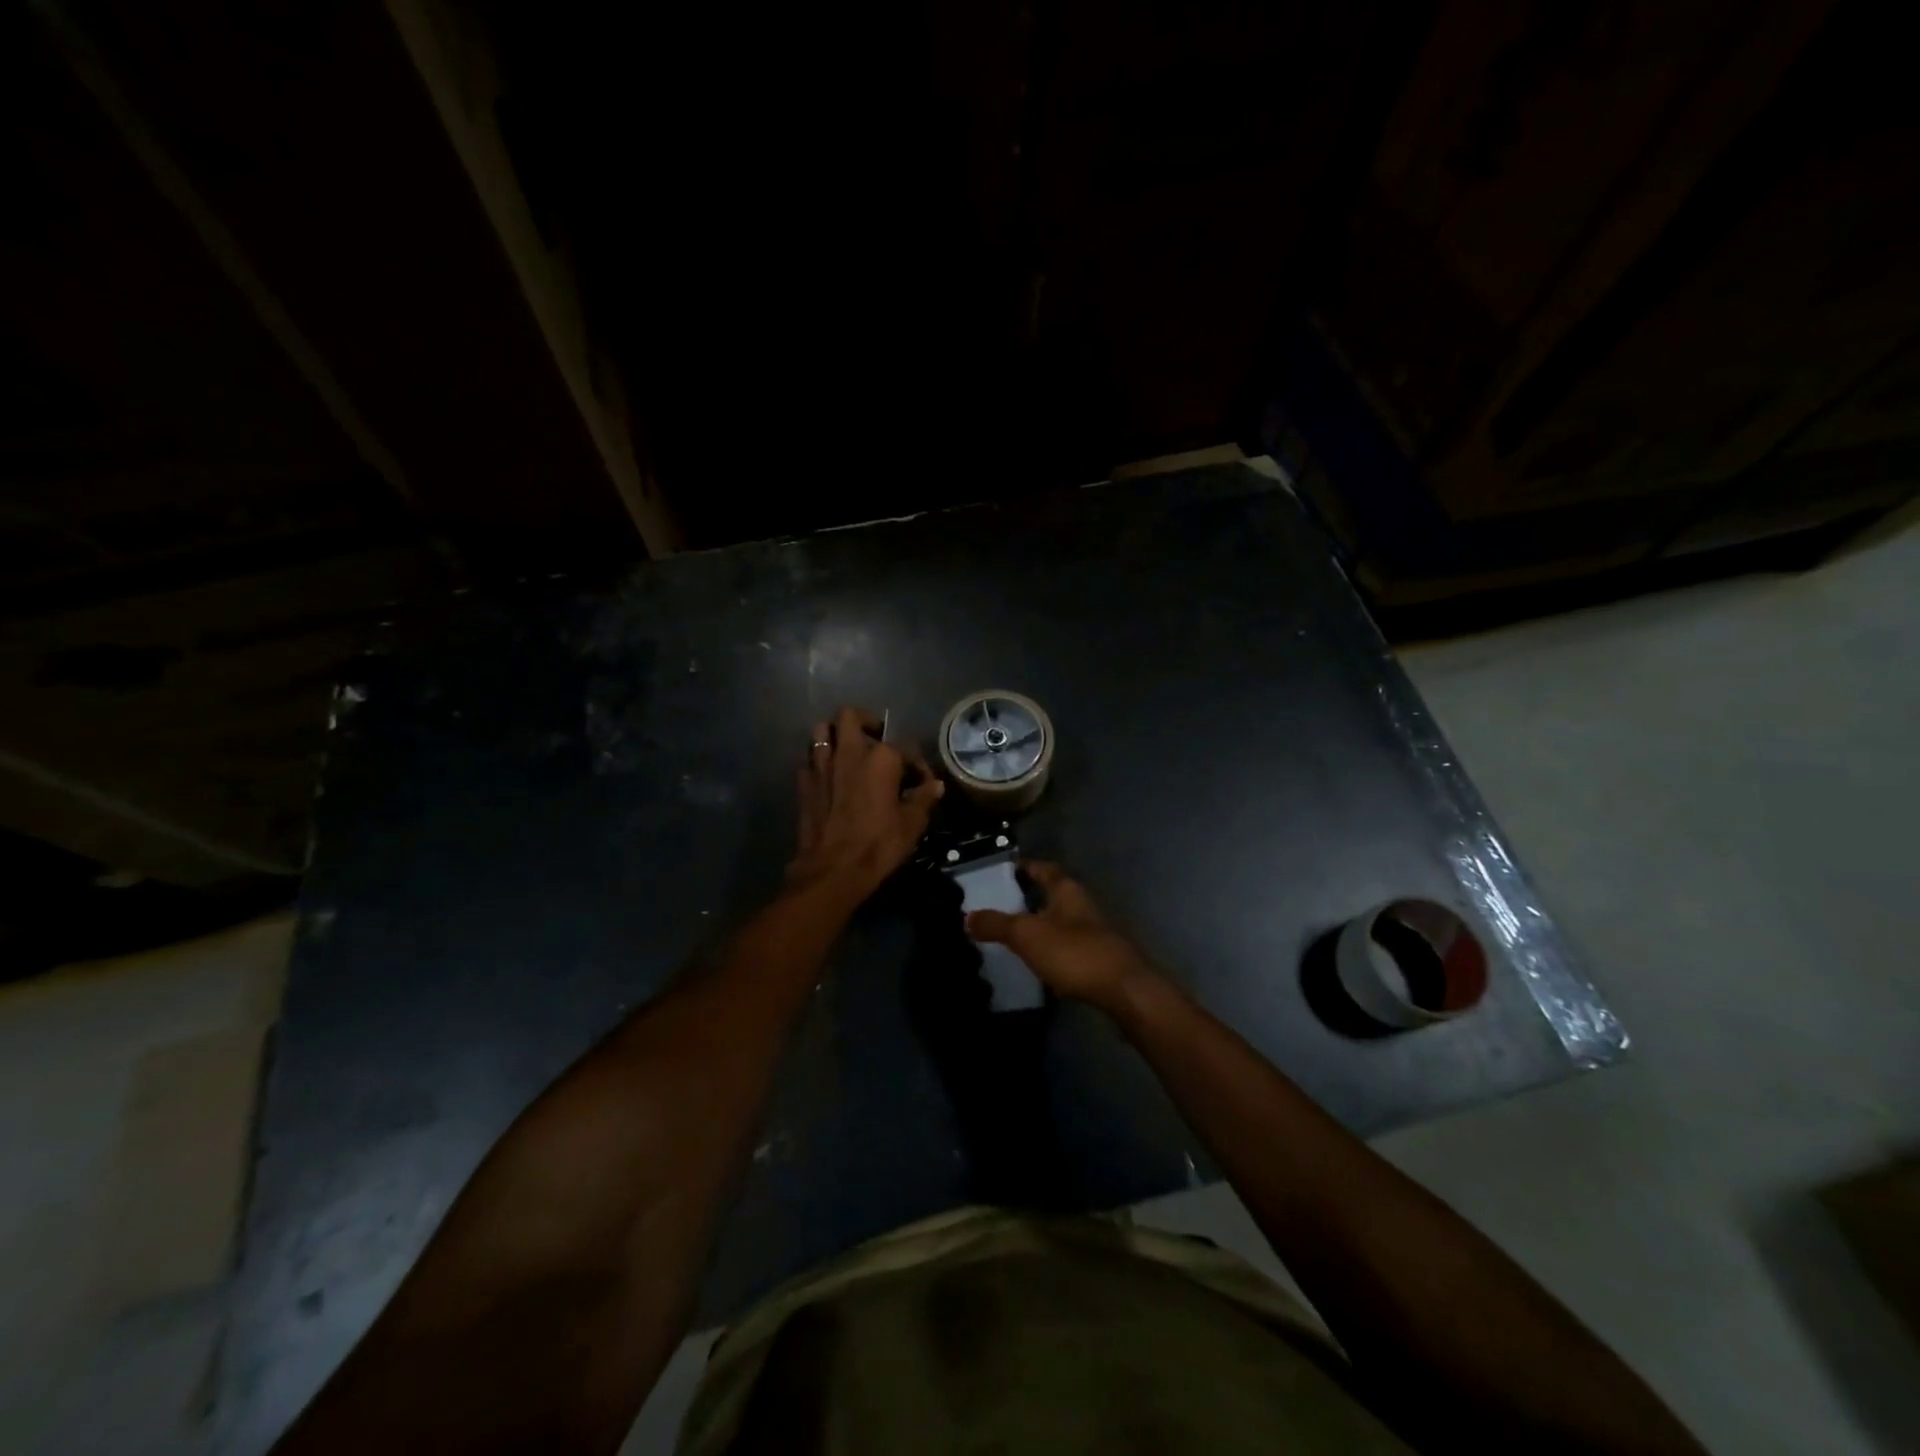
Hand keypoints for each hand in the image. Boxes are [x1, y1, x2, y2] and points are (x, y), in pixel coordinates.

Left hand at [787, 706, 943, 898]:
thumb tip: (935, 785)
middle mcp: (849, 752)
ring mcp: (821, 765)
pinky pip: (809, 760)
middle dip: (865, 721)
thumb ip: (923, 798)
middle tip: (875, 739)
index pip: (904, 746)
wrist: (832, 870)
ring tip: (848, 752)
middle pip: (850, 715)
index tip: (921, 781)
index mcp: (881, 758)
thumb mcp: (911, 824)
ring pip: (822, 730)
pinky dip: (819, 763)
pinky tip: (829, 778)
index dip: (916, 763)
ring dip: (835, 735)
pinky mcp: (803, 783)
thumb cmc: (878, 845)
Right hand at [966, 861, 1154, 1011]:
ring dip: (1038, 924)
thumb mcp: (1027, 935)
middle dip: (1027, 898)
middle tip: (997, 905)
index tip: (1002, 871)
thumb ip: (996, 924)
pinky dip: (1049, 948)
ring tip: (1009, 934)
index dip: (1023, 867)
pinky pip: (1066, 946)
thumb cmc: (1074, 952)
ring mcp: (1092, 933)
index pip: (1043, 868)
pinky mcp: (1096, 959)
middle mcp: (1081, 905)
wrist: (1123, 991)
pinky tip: (1034, 961)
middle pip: (1051, 894)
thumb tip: (967, 916)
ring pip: (1059, 921)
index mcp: (1067, 890)